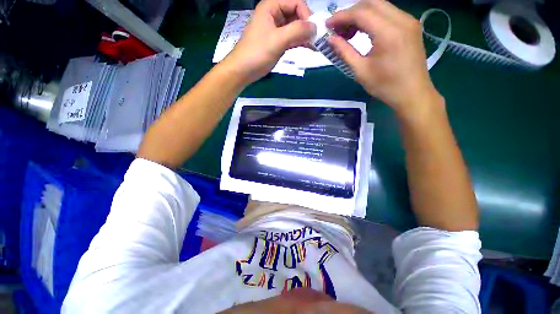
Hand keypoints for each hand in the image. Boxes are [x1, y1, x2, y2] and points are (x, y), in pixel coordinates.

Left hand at [222, 0, 315, 84]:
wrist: (242, 71)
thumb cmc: (257, 53)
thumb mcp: (277, 40)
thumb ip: (297, 31)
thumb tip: (315, 27)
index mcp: (271, 7)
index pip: (296, 2)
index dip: (306, 15)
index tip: (312, 32)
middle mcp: (274, 14)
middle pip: (296, 14)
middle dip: (307, 26)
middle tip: (316, 40)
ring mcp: (275, 29)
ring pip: (294, 27)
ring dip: (305, 35)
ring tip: (315, 45)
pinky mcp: (276, 42)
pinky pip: (291, 38)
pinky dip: (299, 42)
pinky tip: (308, 48)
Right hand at [326, 0, 442, 117]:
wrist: (412, 93)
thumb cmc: (385, 86)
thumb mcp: (361, 71)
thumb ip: (345, 52)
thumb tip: (330, 40)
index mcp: (388, 32)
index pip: (361, 13)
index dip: (341, 16)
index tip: (328, 25)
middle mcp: (401, 19)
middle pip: (371, 3)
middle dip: (351, 12)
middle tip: (338, 28)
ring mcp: (409, 20)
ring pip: (381, 5)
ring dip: (362, 14)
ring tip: (349, 31)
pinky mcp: (411, 25)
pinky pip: (389, 13)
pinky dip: (373, 18)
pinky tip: (365, 31)